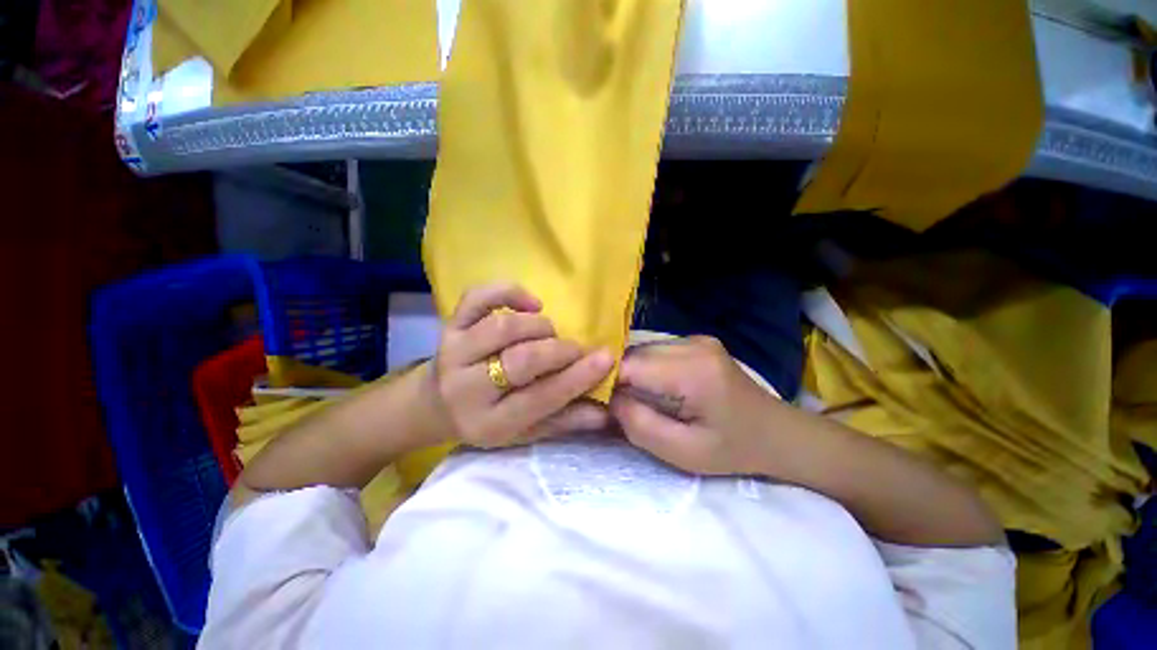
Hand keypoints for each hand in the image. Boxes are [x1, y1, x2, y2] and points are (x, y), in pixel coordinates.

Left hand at [423, 283, 613, 447]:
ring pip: (503, 327)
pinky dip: (508, 293)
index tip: (607, 358)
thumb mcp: (524, 432)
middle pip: (521, 360)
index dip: (578, 377)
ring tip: (549, 333)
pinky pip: (477, 298)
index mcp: (490, 422)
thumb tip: (606, 412)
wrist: (435, 405)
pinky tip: (531, 304)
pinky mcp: (450, 325)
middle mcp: (466, 387)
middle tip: (577, 348)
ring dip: (537, 326)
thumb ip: (563, 420)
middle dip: (560, 350)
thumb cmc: (487, 420)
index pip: (541, 398)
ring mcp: (454, 351)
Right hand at [610, 336, 779, 474]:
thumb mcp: (683, 452)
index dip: (607, 381)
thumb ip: (639, 424)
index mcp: (694, 371)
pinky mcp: (696, 341)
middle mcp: (693, 344)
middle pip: (635, 353)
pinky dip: (646, 368)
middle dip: (618, 377)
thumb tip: (608, 398)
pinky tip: (652, 387)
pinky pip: (656, 351)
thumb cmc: (733, 449)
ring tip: (633, 398)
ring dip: (631, 372)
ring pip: (643, 350)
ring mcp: (696, 339)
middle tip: (615, 405)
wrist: (778, 433)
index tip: (598, 403)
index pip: (630, 365)